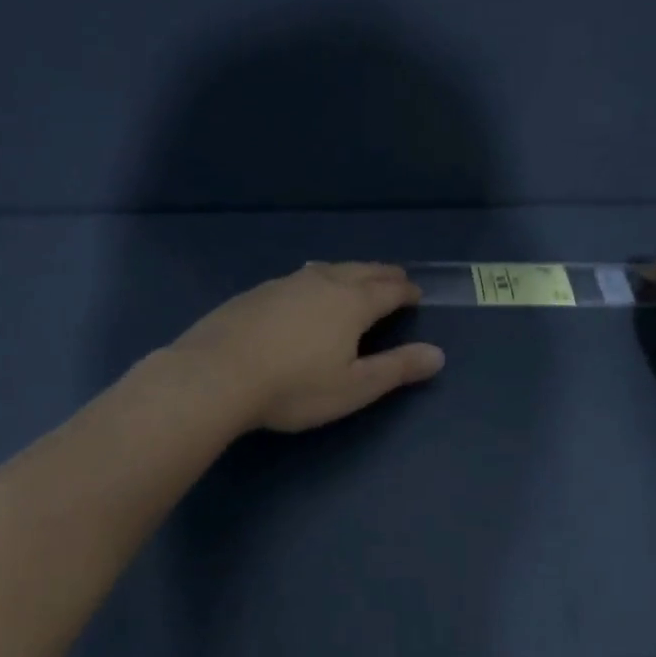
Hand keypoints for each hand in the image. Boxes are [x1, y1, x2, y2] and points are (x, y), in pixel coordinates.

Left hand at [172, 262, 445, 432]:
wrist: (217, 374)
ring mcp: (285, 284)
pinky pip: (297, 278)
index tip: (417, 293)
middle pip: (360, 271)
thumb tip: (438, 355)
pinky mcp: (256, 293)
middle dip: (382, 274)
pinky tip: (303, 289)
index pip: (388, 290)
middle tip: (395, 277)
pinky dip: (315, 279)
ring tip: (355, 276)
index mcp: (351, 303)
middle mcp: (321, 283)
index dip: (406, 292)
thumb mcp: (354, 387)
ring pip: (326, 269)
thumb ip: (396, 369)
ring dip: (348, 272)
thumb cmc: (294, 387)